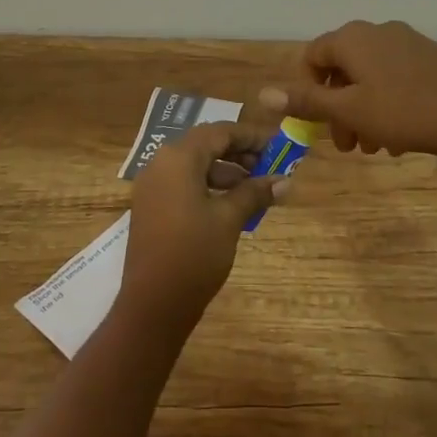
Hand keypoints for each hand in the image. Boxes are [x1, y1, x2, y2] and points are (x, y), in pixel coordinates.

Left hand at [116, 90, 290, 333]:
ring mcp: (152, 186)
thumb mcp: (229, 219)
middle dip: (238, 153)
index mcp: (178, 158)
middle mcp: (161, 164)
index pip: (219, 132)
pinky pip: (183, 183)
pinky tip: (232, 204)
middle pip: (205, 145)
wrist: (153, 304)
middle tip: (269, 166)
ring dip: (225, 171)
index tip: (277, 145)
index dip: (250, 136)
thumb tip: (285, 181)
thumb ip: (255, 193)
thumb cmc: (194, 254)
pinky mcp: (151, 206)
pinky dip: (208, 186)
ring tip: (256, 188)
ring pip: (194, 165)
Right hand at [283, 19, 436, 158]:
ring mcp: (405, 41)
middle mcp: (376, 31)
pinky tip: (398, 134)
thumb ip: (306, 101)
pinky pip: (393, 76)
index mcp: (352, 38)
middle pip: (342, 68)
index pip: (313, 56)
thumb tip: (263, 92)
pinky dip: (385, 101)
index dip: (308, 90)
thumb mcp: (348, 111)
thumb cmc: (401, 112)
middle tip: (346, 146)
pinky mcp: (428, 56)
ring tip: (373, 146)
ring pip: (368, 76)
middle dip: (338, 108)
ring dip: (361, 110)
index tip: (318, 122)